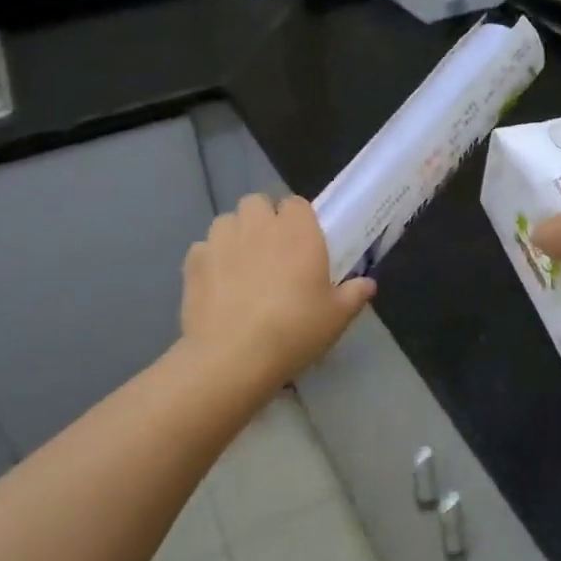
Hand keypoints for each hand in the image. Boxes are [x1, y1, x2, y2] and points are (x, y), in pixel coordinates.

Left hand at [179, 194, 374, 391]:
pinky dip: (210, 261)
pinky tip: (218, 287)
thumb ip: (354, 295)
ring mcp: (221, 239)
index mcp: (297, 230)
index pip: (297, 203)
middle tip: (272, 253)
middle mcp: (258, 224)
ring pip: (228, 221)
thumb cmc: (295, 330)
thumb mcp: (336, 318)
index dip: (298, 220)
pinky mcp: (193, 260)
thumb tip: (367, 284)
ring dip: (236, 235)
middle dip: (263, 220)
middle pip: (257, 203)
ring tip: (241, 267)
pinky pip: (203, 249)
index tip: (302, 244)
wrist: (233, 357)